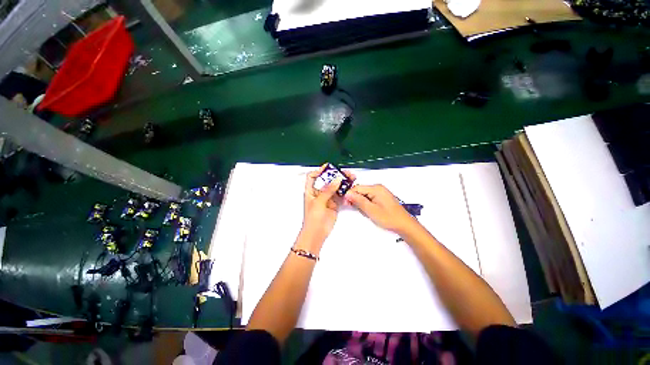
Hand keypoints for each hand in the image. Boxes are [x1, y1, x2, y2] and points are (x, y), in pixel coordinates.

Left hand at [300, 164, 354, 251]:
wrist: (317, 233)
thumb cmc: (313, 218)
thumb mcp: (319, 202)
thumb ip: (327, 190)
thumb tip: (336, 180)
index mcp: (311, 191)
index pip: (312, 176)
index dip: (319, 171)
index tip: (328, 167)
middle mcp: (319, 193)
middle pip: (327, 180)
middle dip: (335, 175)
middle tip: (344, 173)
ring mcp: (327, 198)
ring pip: (335, 187)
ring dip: (342, 183)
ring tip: (350, 178)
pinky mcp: (334, 204)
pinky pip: (340, 195)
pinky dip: (345, 192)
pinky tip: (350, 189)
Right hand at [345, 184, 418, 234]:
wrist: (404, 224)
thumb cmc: (389, 218)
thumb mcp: (371, 210)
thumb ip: (358, 200)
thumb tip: (347, 193)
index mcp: (375, 188)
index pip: (357, 188)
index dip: (350, 195)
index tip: (346, 204)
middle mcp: (378, 188)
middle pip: (360, 191)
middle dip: (356, 200)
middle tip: (358, 210)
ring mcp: (381, 192)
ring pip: (364, 195)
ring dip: (362, 203)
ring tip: (367, 212)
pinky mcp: (382, 197)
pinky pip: (370, 198)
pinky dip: (367, 204)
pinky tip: (370, 211)